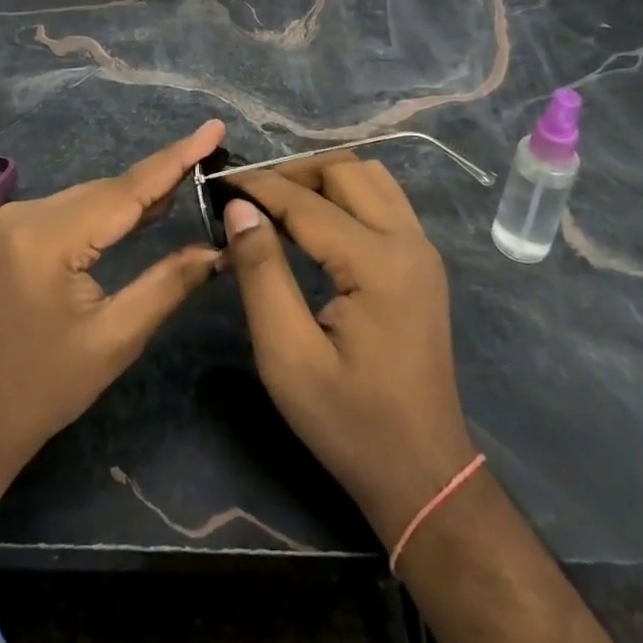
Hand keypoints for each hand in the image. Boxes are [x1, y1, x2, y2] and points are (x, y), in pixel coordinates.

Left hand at [0, 120, 225, 472]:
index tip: (214, 127)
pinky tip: (143, 208)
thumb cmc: (45, 389)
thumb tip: (219, 248)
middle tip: (213, 156)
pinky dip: (109, 208)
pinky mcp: (13, 231)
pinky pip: (73, 208)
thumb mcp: (115, 339)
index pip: (127, 190)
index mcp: (49, 239)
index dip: (175, 158)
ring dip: (137, 193)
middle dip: (162, 176)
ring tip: (190, 176)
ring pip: (91, 196)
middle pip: (109, 189)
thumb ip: (169, 283)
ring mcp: (14, 219)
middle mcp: (27, 214)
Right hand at [221, 154, 477, 547]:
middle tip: (249, 195)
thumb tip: (239, 208)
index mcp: (378, 264)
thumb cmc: (349, 422)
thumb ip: (261, 274)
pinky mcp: (422, 260)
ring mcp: (422, 247)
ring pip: (369, 176)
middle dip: (293, 172)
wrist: (422, 473)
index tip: (219, 182)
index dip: (259, 187)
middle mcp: (408, 241)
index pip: (307, 202)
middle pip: (346, 170)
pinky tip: (315, 220)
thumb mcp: (288, 357)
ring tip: (279, 202)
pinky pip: (382, 199)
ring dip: (322, 177)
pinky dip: (345, 193)